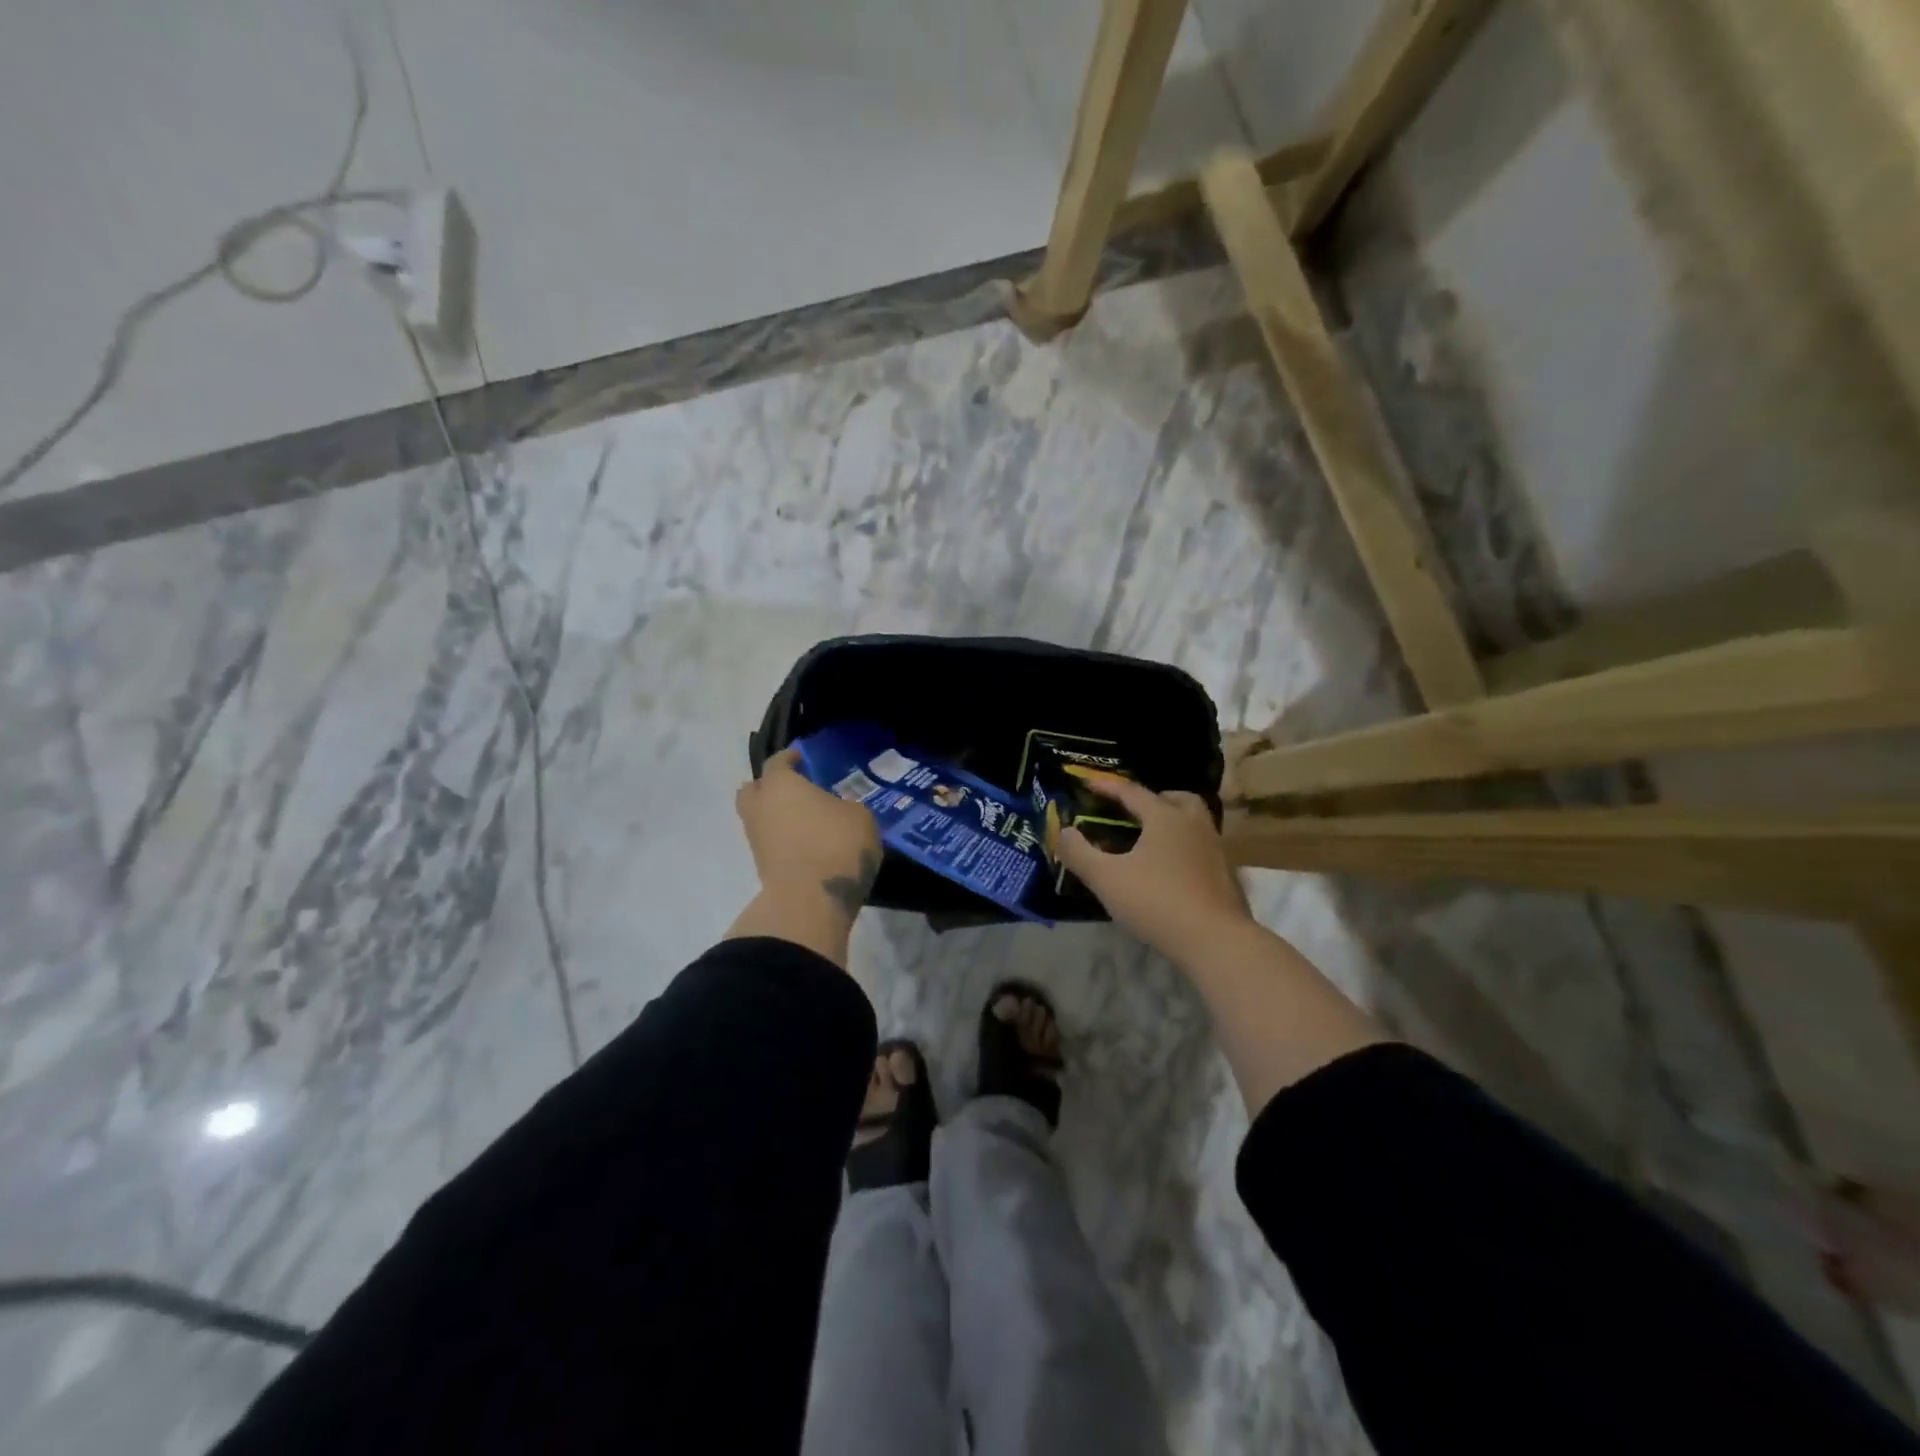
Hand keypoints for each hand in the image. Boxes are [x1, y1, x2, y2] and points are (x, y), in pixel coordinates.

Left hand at [735, 748, 882, 920]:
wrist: (810, 901)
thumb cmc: (836, 845)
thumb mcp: (860, 817)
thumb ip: (846, 806)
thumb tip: (839, 810)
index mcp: (781, 784)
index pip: (777, 761)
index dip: (790, 758)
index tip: (803, 758)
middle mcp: (760, 807)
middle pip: (754, 789)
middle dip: (770, 787)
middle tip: (795, 790)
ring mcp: (756, 840)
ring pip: (760, 818)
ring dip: (777, 817)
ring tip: (806, 821)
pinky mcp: (761, 867)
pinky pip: (770, 843)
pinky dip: (783, 840)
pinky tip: (807, 843)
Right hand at [1054, 777, 1254, 963]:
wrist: (1215, 940)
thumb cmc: (1156, 901)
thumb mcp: (1106, 878)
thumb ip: (1079, 853)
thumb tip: (1062, 831)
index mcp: (1165, 817)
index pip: (1132, 792)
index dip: (1108, 787)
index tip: (1088, 784)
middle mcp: (1194, 824)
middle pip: (1177, 799)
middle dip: (1154, 799)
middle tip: (1135, 811)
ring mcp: (1215, 849)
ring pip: (1194, 822)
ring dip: (1173, 823)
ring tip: (1150, 840)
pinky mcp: (1225, 875)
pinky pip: (1201, 848)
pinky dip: (1184, 848)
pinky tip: (1170, 870)